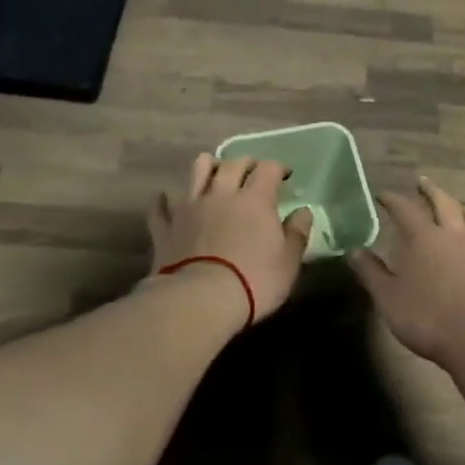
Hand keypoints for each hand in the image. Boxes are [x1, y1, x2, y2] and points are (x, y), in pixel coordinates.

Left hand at [149, 154, 313, 330]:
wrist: (199, 301)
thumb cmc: (254, 281)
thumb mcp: (288, 262)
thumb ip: (296, 233)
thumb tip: (303, 212)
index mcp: (254, 199)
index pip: (268, 169)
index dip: (278, 168)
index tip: (285, 176)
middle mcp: (221, 193)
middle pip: (232, 163)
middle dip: (246, 163)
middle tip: (252, 173)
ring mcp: (189, 207)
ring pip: (196, 171)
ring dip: (208, 167)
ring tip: (215, 176)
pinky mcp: (165, 226)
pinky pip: (162, 204)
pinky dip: (168, 200)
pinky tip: (172, 202)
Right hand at [350, 178, 464, 368]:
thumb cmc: (427, 317)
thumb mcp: (388, 297)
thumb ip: (370, 272)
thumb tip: (353, 250)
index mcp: (424, 237)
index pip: (405, 209)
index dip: (392, 200)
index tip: (382, 195)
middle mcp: (453, 235)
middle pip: (443, 202)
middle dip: (430, 190)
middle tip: (421, 182)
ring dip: (460, 207)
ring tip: (454, 205)